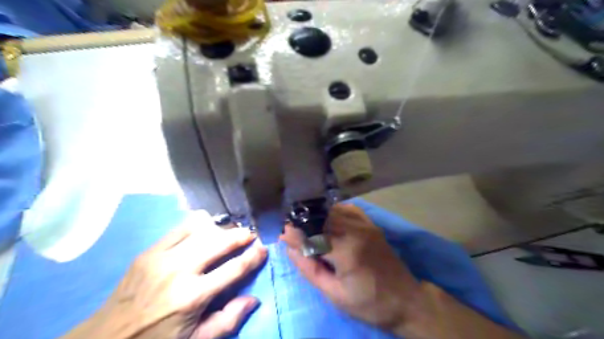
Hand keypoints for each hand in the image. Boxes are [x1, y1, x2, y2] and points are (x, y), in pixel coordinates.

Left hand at [62, 212, 265, 338]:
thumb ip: (228, 320)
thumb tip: (253, 298)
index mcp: (193, 297)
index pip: (235, 268)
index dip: (254, 256)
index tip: (264, 248)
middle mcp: (180, 271)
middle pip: (220, 242)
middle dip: (241, 235)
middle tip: (250, 234)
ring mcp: (162, 257)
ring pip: (202, 230)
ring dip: (221, 229)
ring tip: (229, 233)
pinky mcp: (149, 251)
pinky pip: (181, 227)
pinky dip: (198, 224)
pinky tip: (205, 229)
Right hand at [280, 204, 423, 333]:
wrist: (406, 301)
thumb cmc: (369, 303)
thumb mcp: (335, 294)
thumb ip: (309, 268)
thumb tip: (289, 246)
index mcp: (347, 249)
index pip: (312, 231)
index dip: (294, 231)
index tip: (281, 234)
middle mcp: (356, 229)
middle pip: (321, 216)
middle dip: (302, 221)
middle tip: (291, 230)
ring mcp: (365, 224)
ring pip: (332, 209)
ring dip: (316, 215)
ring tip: (305, 227)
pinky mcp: (371, 224)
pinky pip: (347, 209)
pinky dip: (332, 212)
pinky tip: (326, 221)